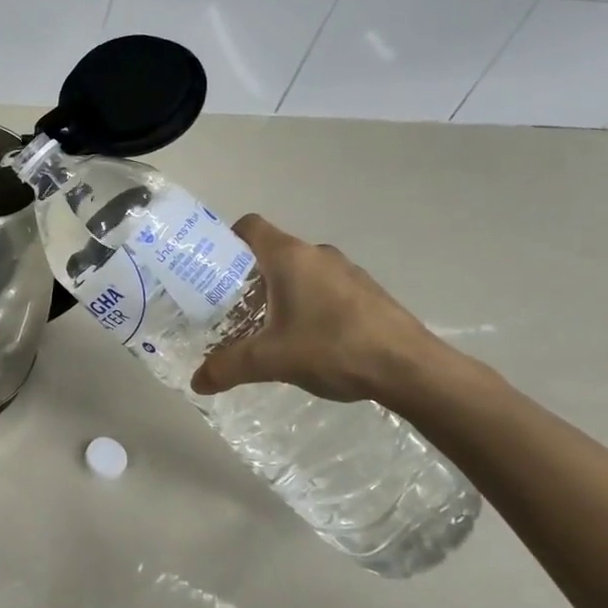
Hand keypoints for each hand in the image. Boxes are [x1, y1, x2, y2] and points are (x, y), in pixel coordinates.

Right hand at [190, 214, 439, 404]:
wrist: (410, 368)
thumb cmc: (333, 348)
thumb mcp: (271, 360)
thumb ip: (229, 367)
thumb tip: (197, 381)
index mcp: (289, 256)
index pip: (250, 226)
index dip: (227, 239)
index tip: (213, 268)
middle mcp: (317, 254)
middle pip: (272, 251)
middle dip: (249, 276)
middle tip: (230, 306)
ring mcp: (346, 271)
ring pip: (300, 271)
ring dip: (280, 291)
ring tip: (266, 326)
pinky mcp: (366, 292)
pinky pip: (325, 287)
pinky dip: (308, 303)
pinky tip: (307, 338)